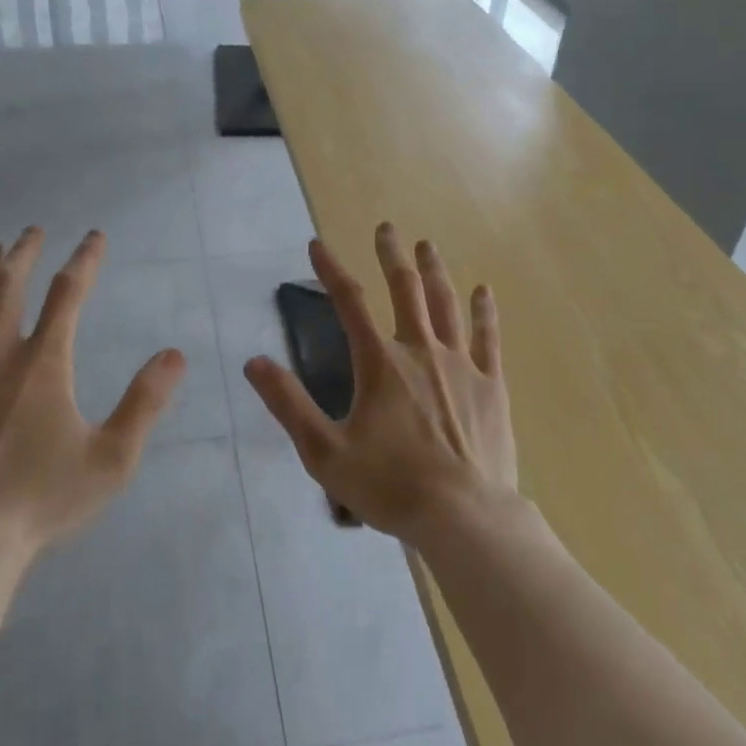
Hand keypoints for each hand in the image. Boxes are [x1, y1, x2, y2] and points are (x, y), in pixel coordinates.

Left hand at [0, 227, 183, 550]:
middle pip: (9, 285)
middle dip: (24, 253)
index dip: (85, 259)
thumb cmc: (43, 500)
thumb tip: (175, 354)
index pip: (68, 293)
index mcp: (44, 363)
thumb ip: (145, 402)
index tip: (94, 237)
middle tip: (32, 231)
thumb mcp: (112, 458)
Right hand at [245, 223, 516, 544]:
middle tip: (386, 228)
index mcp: (380, 364)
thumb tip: (254, 362)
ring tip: (427, 245)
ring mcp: (460, 365)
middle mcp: (421, 351)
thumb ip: (289, 404)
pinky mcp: (491, 386)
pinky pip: (488, 338)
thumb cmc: (390, 486)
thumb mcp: (325, 452)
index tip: (317, 244)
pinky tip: (484, 290)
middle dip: (392, 255)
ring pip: (446, 305)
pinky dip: (484, 312)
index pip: (349, 303)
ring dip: (434, 271)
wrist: (465, 518)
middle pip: (405, 290)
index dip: (331, 270)